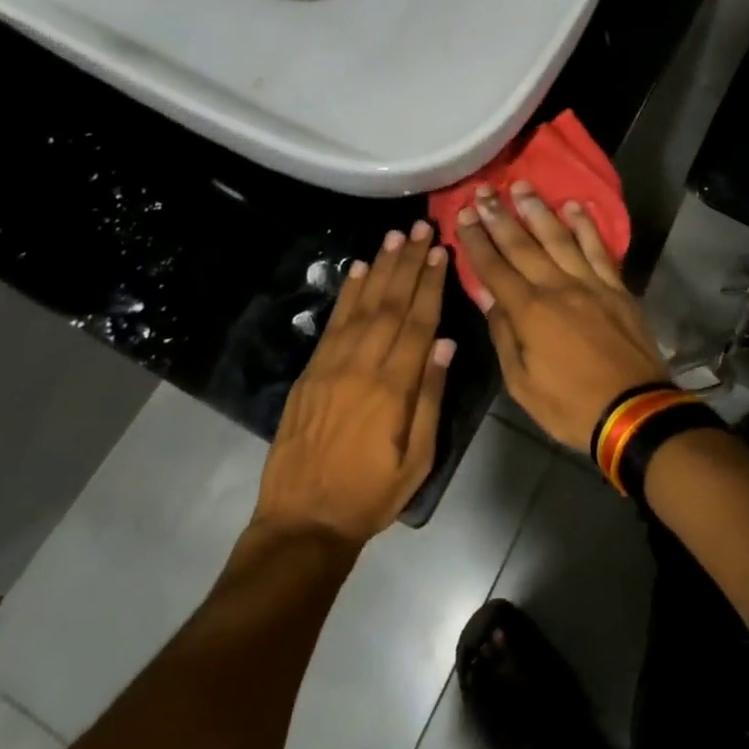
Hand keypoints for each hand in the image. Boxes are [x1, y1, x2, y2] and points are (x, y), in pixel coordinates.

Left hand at [253, 222, 455, 546]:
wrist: (302, 520)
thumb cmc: (371, 494)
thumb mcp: (417, 459)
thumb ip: (430, 397)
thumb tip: (445, 343)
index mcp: (393, 388)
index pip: (418, 323)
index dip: (430, 285)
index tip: (440, 252)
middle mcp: (362, 366)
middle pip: (391, 304)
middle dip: (408, 263)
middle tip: (421, 228)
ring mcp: (331, 366)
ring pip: (362, 306)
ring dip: (380, 268)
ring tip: (394, 237)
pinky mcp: (310, 372)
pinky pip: (332, 324)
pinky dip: (348, 294)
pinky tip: (360, 270)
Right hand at [454, 181, 668, 450]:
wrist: (634, 412)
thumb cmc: (570, 406)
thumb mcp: (522, 383)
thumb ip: (503, 334)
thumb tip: (486, 295)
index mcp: (530, 312)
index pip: (494, 268)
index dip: (477, 240)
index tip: (463, 214)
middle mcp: (558, 287)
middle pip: (523, 245)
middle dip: (500, 215)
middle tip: (484, 190)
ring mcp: (591, 283)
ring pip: (559, 238)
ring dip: (538, 210)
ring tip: (521, 185)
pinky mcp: (616, 287)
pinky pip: (599, 249)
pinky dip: (586, 226)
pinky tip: (574, 206)